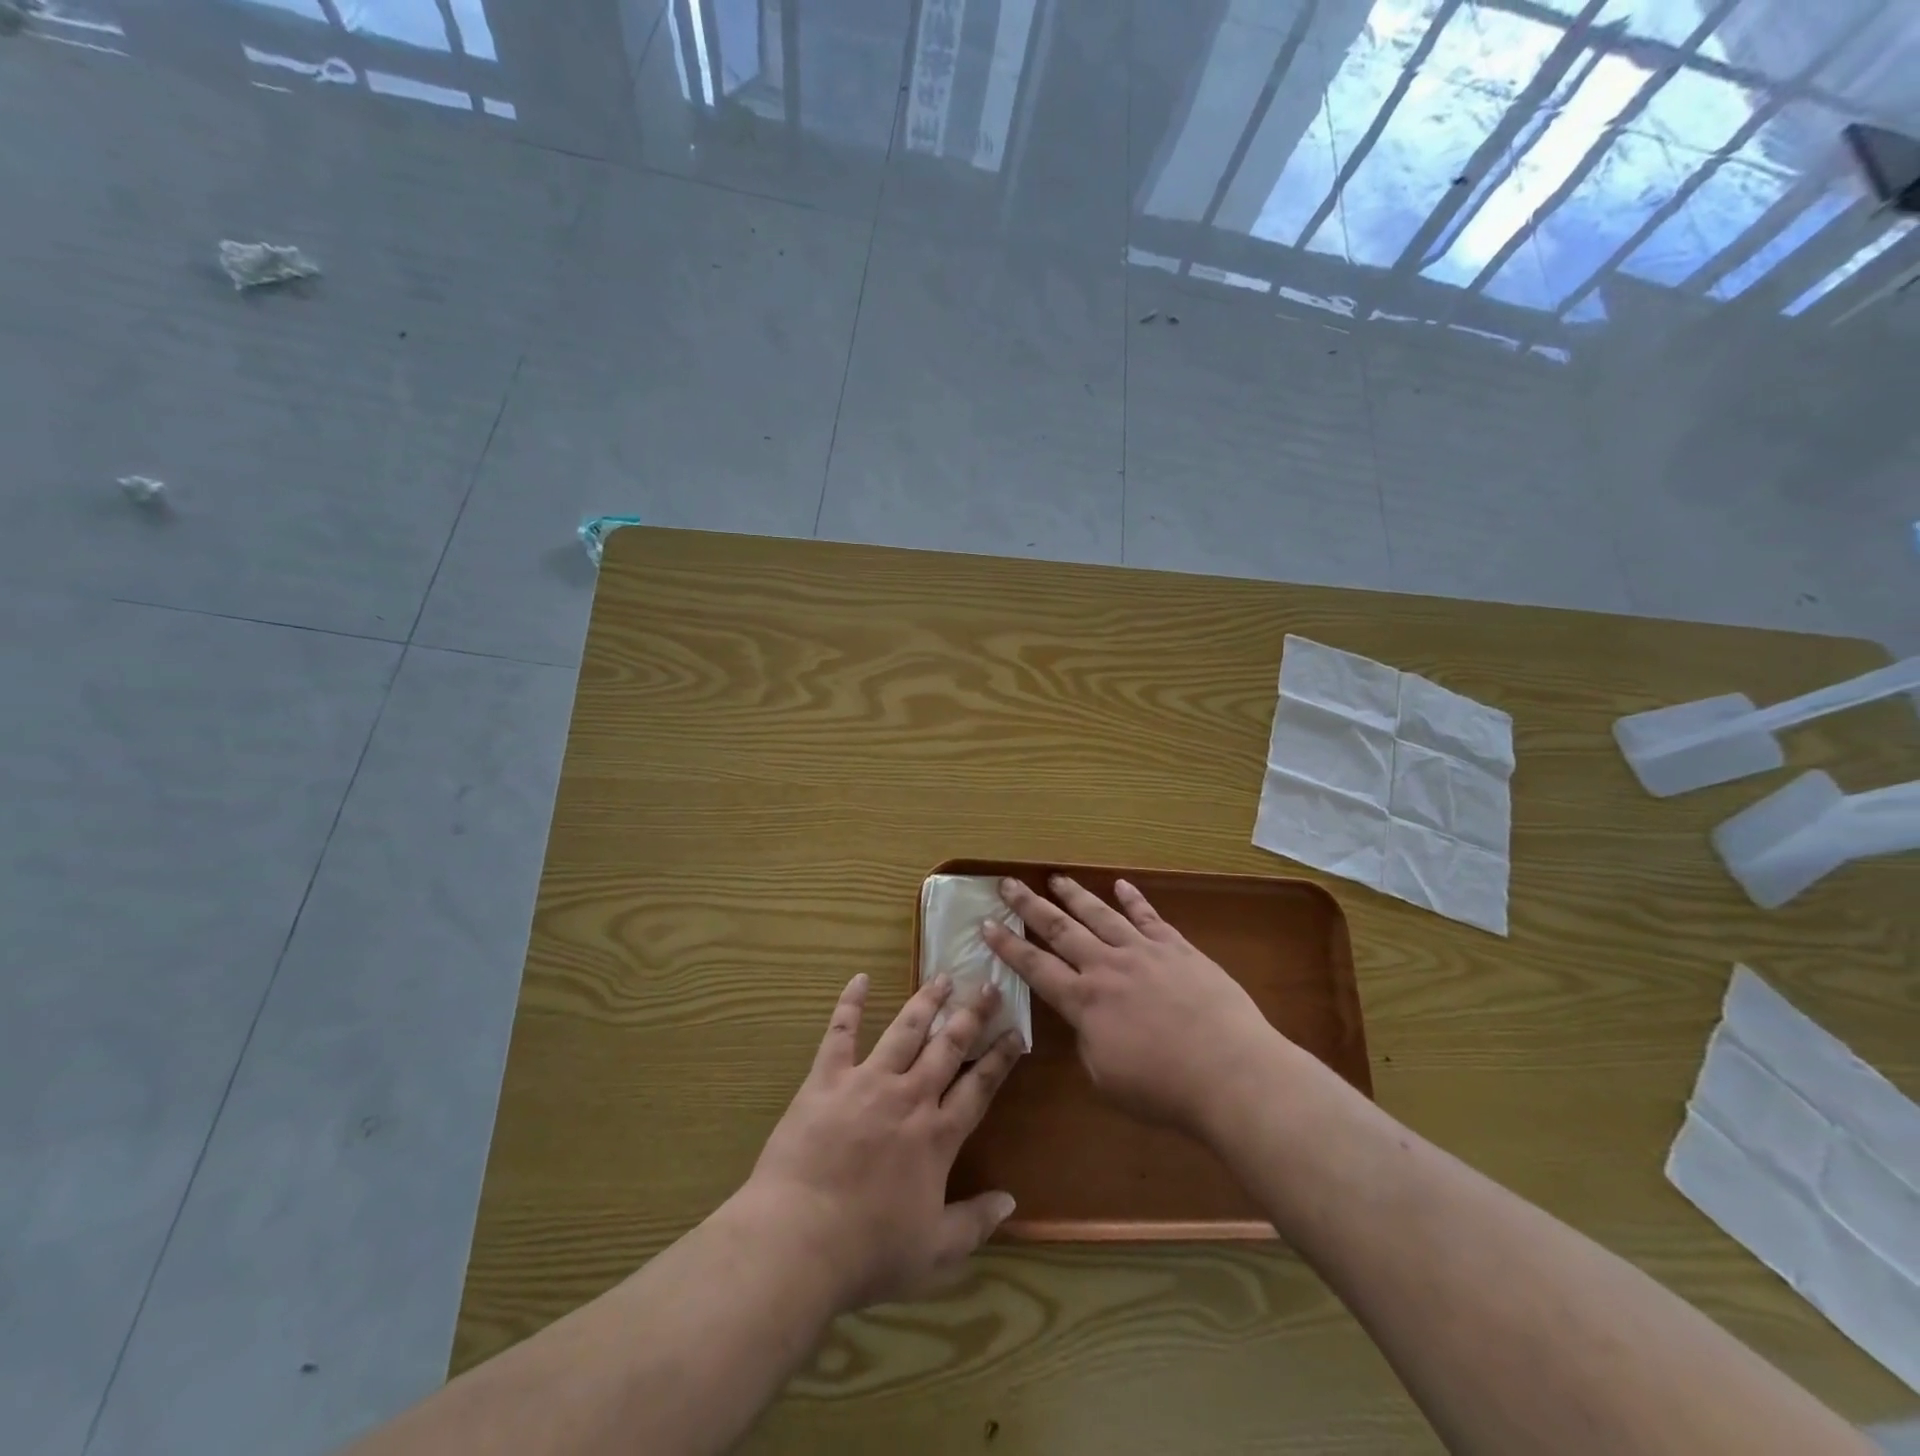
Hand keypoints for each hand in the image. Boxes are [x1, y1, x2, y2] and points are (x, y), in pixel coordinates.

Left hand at [743, 972, 1022, 1311]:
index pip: (979, 1087)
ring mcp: (867, 1082)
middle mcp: (909, 1097)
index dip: (1000, 1058)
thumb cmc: (869, 1252)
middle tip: (986, 984)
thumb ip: (975, 1223)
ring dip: (925, 1001)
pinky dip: (850, 1004)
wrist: (799, 1240)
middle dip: (970, 1014)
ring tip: (941, 977)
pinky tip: (859, 979)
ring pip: (904, 1030)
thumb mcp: (935, 1253)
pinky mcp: (827, 1079)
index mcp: (937, 1135)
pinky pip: (841, 1033)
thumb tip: (1011, 1201)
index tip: (1015, 1031)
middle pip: (948, 1046)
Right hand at [983, 876, 1279, 1134]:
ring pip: (1100, 914)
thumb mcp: (1107, 1077)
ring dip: (1074, 895)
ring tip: (1055, 877)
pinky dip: (1133, 899)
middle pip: (1060, 929)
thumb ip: (1089, 1042)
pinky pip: (1149, 917)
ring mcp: (1143, 952)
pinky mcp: (1177, 948)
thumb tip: (1088, 1021)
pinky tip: (1121, 885)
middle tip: (1007, 884)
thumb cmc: (1164, 1089)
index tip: (986, 924)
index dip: (1007, 946)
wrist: (1230, 1072)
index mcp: (1084, 1002)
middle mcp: (1107, 967)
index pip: (1035, 967)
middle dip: (1029, 906)